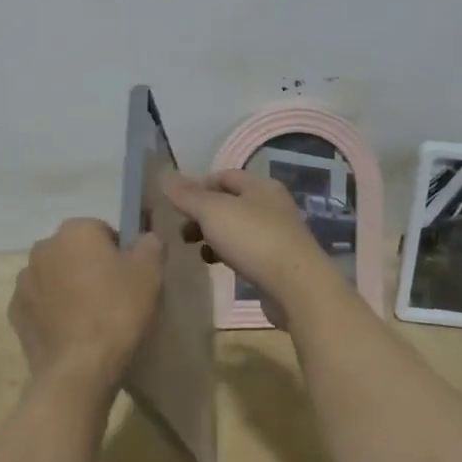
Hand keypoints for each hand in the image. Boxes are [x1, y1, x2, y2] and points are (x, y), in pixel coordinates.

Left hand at [9, 219, 164, 399]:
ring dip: (68, 288)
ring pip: (54, 276)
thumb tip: (146, 238)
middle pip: (74, 251)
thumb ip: (150, 244)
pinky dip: (52, 311)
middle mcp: (43, 247)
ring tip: (90, 318)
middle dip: (90, 267)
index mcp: (75, 231)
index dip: (118, 252)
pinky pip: (40, 303)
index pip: (101, 230)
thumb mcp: (150, 273)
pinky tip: (71, 332)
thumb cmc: (117, 311)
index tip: (129, 277)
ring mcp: (24, 281)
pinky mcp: (15, 312)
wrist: (79, 369)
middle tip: (112, 297)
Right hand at [161, 170, 342, 320]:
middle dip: (202, 214)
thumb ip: (187, 195)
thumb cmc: (253, 240)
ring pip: (237, 228)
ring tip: (195, 249)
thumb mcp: (212, 211)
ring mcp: (278, 234)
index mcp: (260, 186)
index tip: (176, 204)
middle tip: (181, 230)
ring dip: (214, 236)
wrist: (297, 287)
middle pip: (230, 202)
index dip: (197, 186)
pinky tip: (217, 265)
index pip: (223, 176)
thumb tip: (164, 175)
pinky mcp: (279, 261)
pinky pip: (247, 250)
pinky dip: (228, 254)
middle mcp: (272, 205)